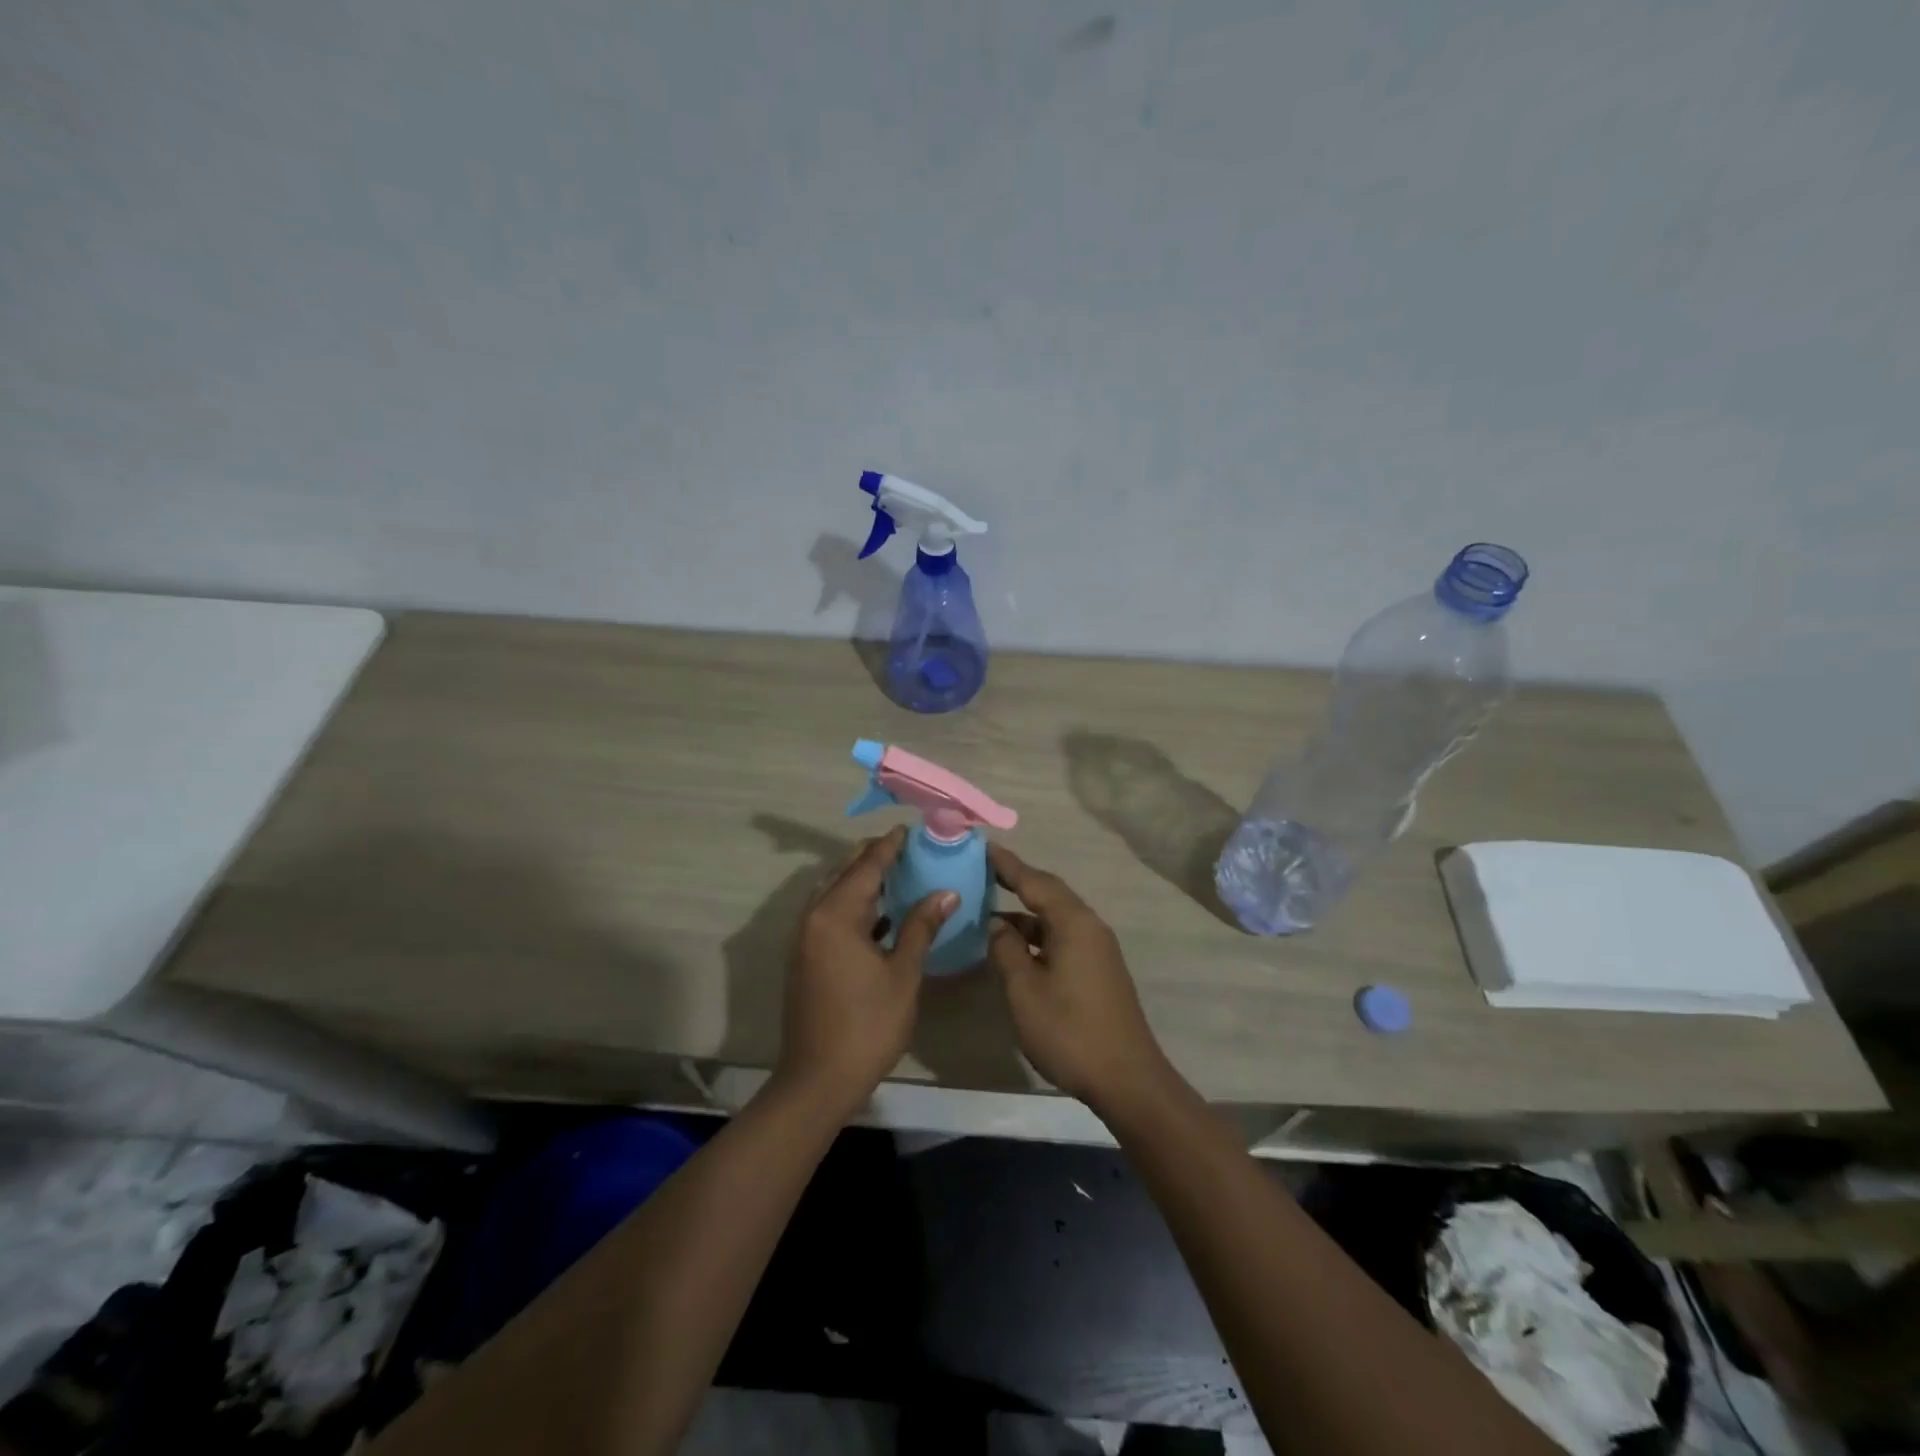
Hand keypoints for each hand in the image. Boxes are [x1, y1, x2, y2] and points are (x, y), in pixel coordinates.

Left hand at [778, 827, 957, 1116]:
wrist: (818, 1079)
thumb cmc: (867, 1025)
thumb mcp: (903, 974)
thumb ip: (921, 927)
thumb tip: (946, 892)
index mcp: (835, 914)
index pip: (867, 866)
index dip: (889, 846)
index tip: (911, 829)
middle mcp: (813, 916)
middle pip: (845, 873)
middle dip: (874, 857)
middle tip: (907, 848)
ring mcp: (804, 937)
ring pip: (834, 893)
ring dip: (862, 880)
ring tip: (898, 872)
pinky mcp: (805, 956)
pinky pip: (830, 914)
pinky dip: (854, 905)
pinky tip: (881, 913)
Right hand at [987, 845, 1171, 1110]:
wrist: (1127, 1078)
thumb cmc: (1069, 1030)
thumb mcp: (1024, 990)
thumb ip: (1006, 950)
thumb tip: (997, 925)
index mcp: (1073, 923)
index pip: (1035, 881)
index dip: (1007, 865)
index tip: (983, 847)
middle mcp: (1090, 926)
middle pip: (1049, 894)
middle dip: (1017, 882)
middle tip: (984, 872)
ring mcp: (1098, 949)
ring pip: (1055, 918)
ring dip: (1025, 914)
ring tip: (990, 911)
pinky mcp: (1099, 969)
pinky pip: (1063, 937)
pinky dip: (1037, 935)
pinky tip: (1016, 948)